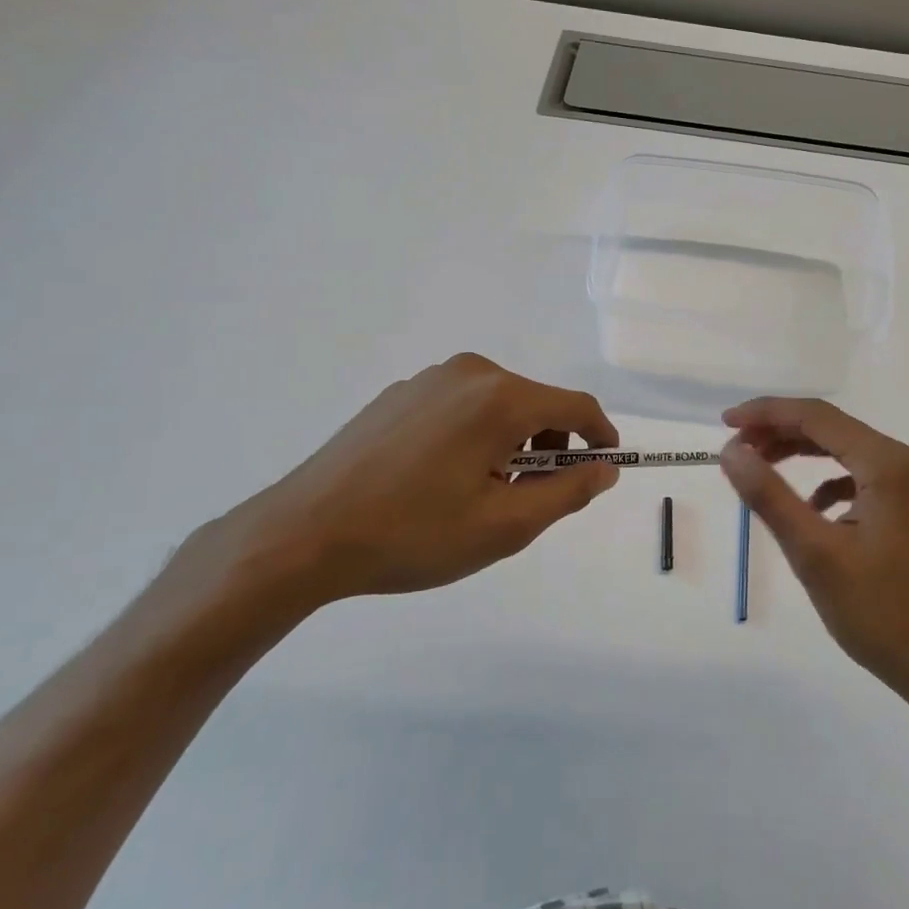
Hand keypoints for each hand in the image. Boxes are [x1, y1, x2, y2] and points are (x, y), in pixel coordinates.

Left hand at [199, 354, 620, 609]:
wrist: (303, 534)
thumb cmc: (414, 533)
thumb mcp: (505, 525)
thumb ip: (567, 492)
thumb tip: (605, 469)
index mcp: (501, 398)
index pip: (576, 405)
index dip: (600, 435)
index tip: (605, 466)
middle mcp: (469, 373)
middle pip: (536, 403)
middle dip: (549, 447)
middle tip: (530, 498)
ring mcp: (428, 380)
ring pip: (498, 406)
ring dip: (511, 443)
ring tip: (482, 493)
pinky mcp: (399, 394)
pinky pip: (460, 408)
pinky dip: (474, 436)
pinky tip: (440, 480)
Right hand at [719, 398, 908, 706]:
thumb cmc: (879, 611)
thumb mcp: (814, 553)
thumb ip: (769, 496)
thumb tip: (730, 451)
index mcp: (887, 463)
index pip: (816, 416)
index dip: (766, 413)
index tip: (724, 423)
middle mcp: (904, 461)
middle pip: (831, 427)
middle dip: (779, 431)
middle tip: (735, 448)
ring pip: (843, 449)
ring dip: (799, 452)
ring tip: (759, 467)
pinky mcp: (908, 506)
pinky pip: (858, 475)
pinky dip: (825, 479)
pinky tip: (808, 507)